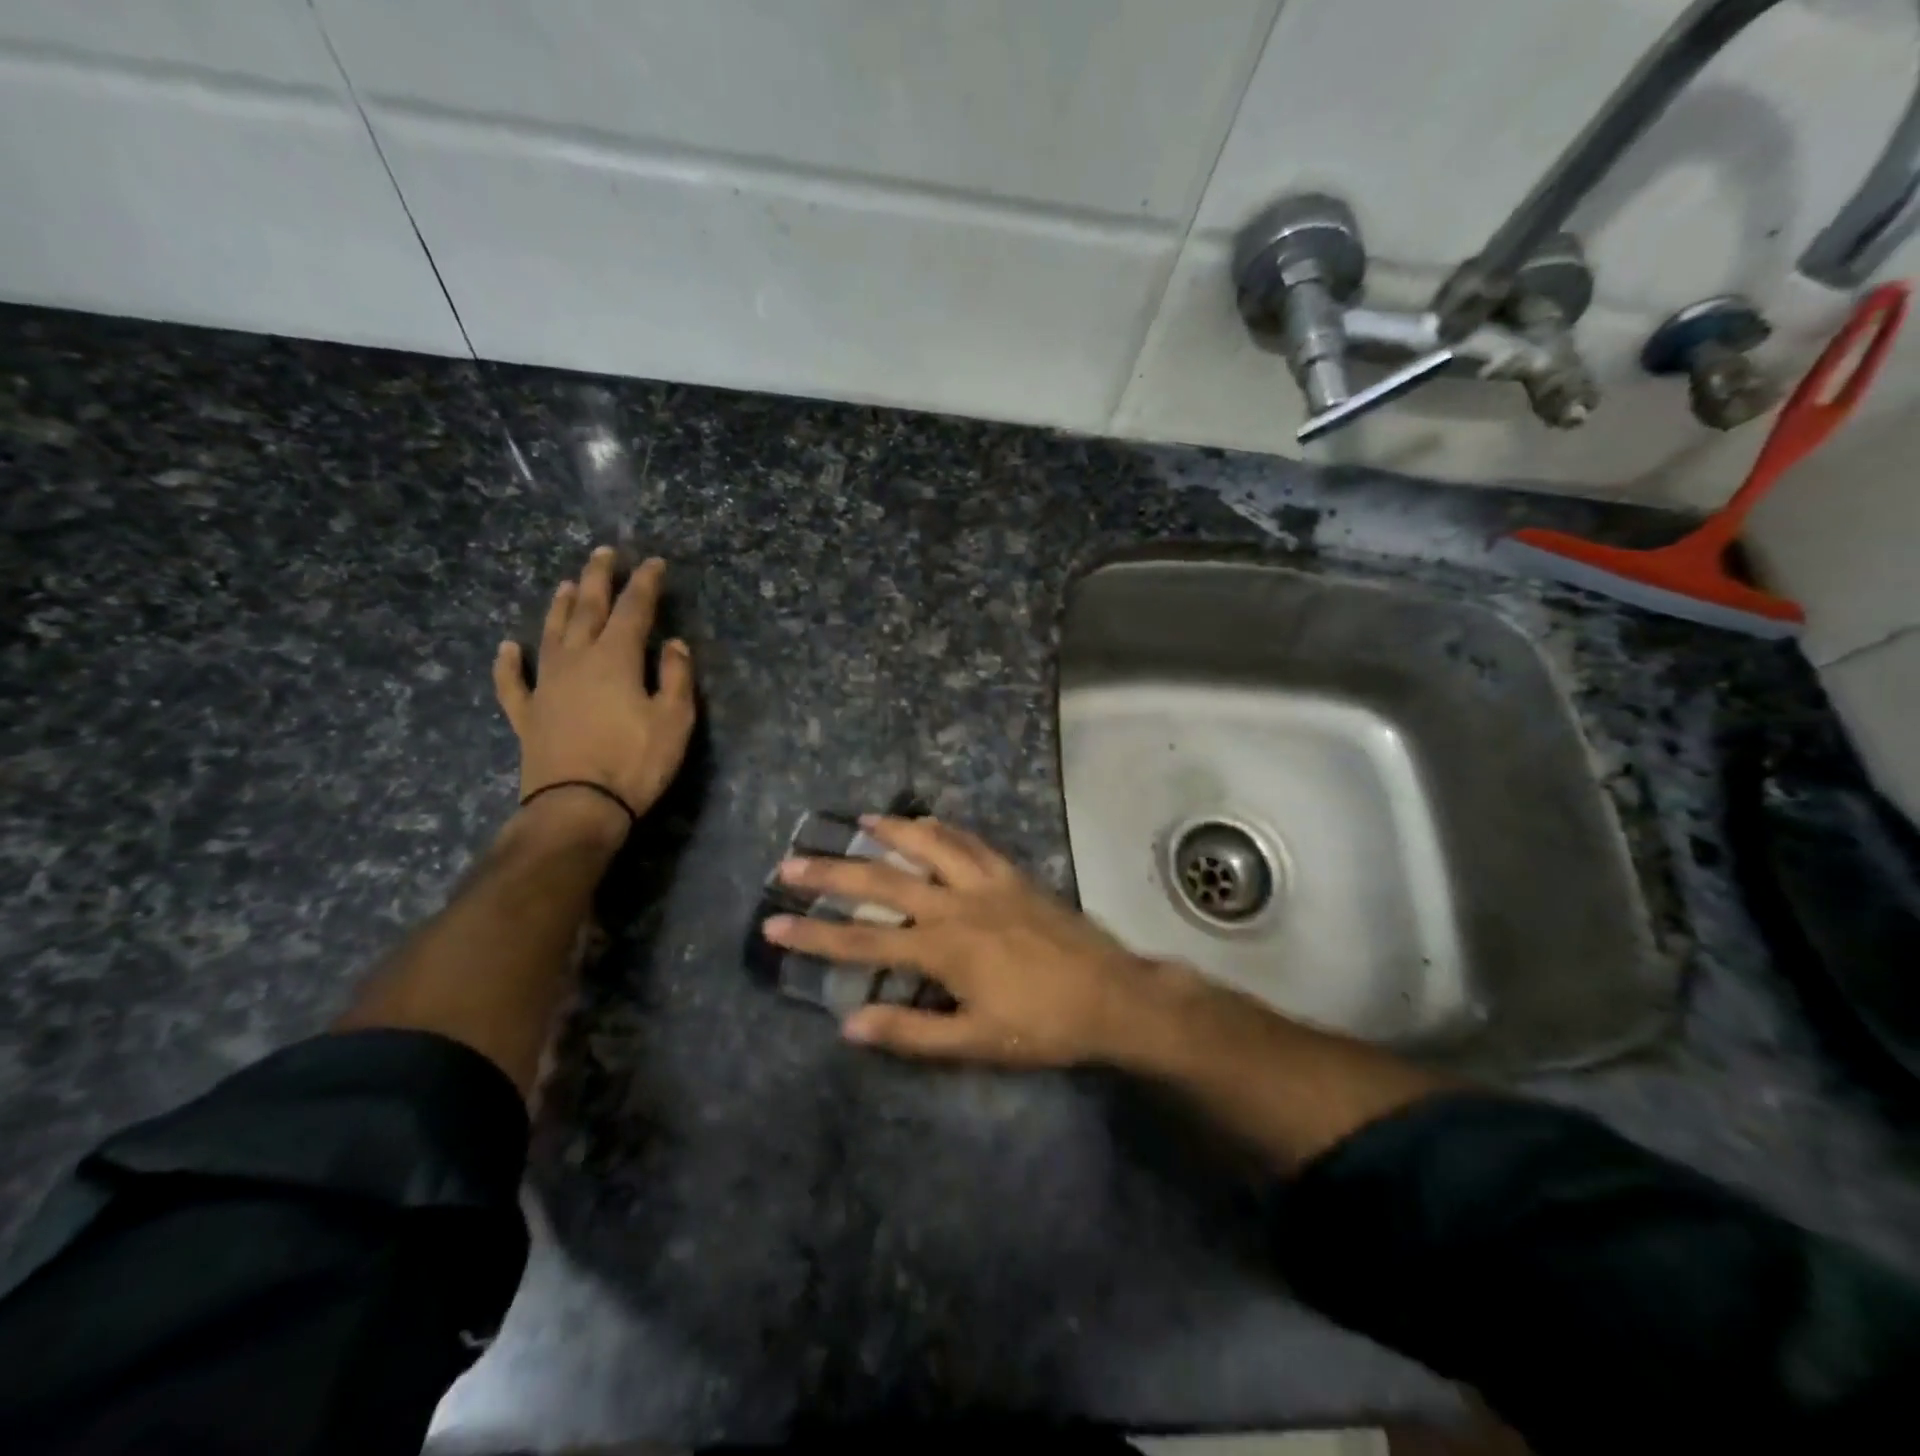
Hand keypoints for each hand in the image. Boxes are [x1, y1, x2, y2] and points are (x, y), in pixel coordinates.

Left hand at [493, 549, 695, 827]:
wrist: (577, 807)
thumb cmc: (635, 762)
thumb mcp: (674, 719)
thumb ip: (677, 677)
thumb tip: (675, 644)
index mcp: (615, 658)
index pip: (633, 610)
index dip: (644, 584)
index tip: (653, 563)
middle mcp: (576, 660)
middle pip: (586, 609)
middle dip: (597, 579)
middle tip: (603, 553)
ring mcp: (546, 686)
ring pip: (550, 635)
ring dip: (558, 607)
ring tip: (565, 585)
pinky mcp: (528, 714)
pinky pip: (513, 682)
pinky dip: (508, 663)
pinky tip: (508, 647)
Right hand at [762, 816, 1171, 1066]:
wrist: (1112, 995)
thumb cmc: (1041, 1026)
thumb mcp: (974, 1043)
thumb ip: (910, 1033)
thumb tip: (849, 1023)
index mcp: (942, 948)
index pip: (863, 940)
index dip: (814, 933)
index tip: (774, 924)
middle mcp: (956, 904)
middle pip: (883, 881)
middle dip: (832, 872)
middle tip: (791, 862)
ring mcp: (986, 882)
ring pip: (928, 845)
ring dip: (890, 831)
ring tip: (858, 819)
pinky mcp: (1012, 874)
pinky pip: (971, 841)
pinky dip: (943, 828)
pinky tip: (928, 821)